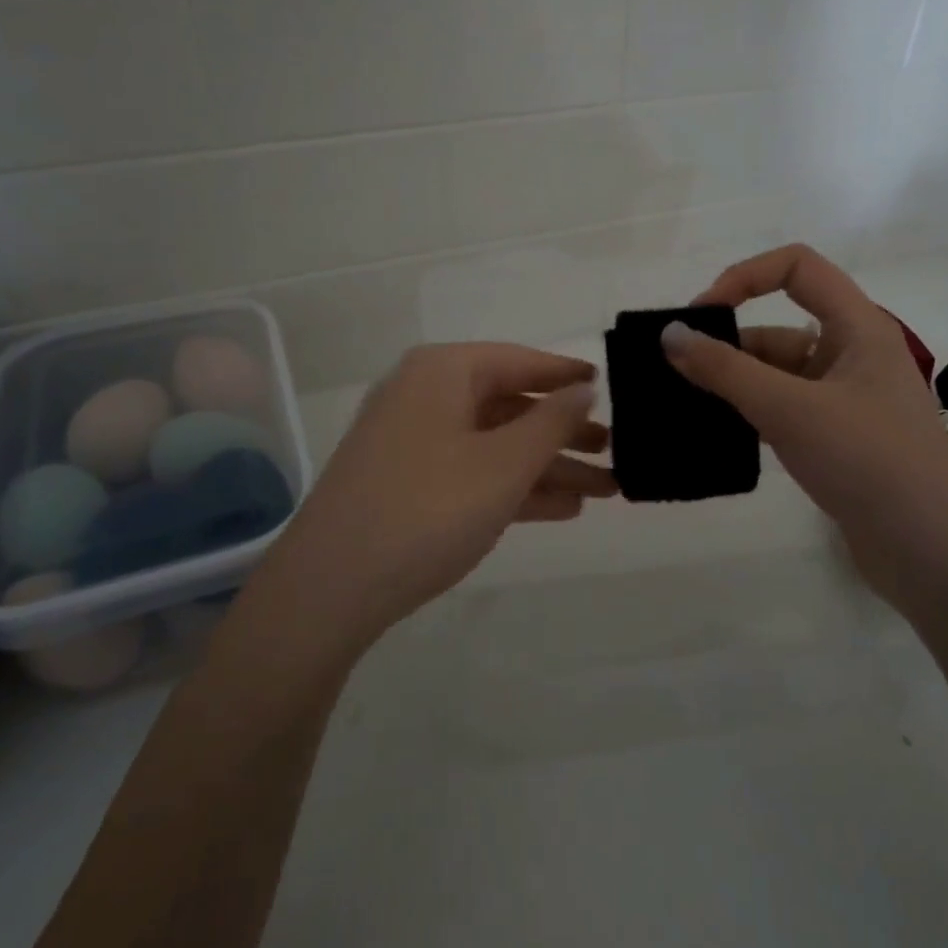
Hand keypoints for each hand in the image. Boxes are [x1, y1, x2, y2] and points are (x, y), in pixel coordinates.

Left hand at [263, 343, 614, 644]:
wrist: (331, 587)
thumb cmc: (429, 508)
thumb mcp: (504, 464)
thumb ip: (551, 422)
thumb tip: (583, 389)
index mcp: (443, 373)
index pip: (519, 360)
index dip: (565, 375)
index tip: (608, 385)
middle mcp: (425, 397)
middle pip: (510, 405)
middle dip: (564, 432)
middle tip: (616, 450)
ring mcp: (414, 443)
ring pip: (496, 445)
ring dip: (548, 466)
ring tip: (605, 489)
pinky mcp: (408, 485)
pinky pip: (474, 473)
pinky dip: (515, 487)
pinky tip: (562, 509)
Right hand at [663, 245, 947, 607]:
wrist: (930, 551)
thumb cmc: (868, 461)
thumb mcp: (790, 409)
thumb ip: (725, 370)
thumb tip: (668, 334)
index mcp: (858, 327)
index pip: (798, 267)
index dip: (745, 276)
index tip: (701, 314)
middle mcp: (852, 355)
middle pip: (779, 326)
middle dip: (728, 343)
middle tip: (676, 371)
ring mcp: (845, 400)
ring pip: (777, 374)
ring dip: (733, 383)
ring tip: (682, 404)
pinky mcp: (836, 439)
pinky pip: (782, 409)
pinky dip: (749, 413)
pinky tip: (714, 431)